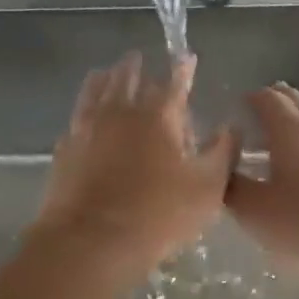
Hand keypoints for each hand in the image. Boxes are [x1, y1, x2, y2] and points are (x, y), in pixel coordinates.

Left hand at [33, 51, 238, 279]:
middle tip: (138, 57)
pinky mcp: (65, 150)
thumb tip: (232, 127)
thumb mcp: (207, 188)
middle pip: (127, 78)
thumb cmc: (158, 214)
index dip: (183, 69)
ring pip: (95, 92)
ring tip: (106, 72)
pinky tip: (82, 117)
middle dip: (135, 66)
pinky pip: (75, 120)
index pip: (175, 82)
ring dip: (104, 78)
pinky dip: (82, 110)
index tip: (187, 57)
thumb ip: (223, 153)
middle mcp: (121, 112)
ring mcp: (87, 129)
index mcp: (159, 116)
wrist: (91, 242)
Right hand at [226, 82, 298, 279]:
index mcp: (292, 130)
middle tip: (263, 114)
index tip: (242, 105)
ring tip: (291, 143)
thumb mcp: (257, 214)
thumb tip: (225, 172)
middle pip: (298, 102)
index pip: (269, 99)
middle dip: (279, 102)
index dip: (253, 98)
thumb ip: (235, 190)